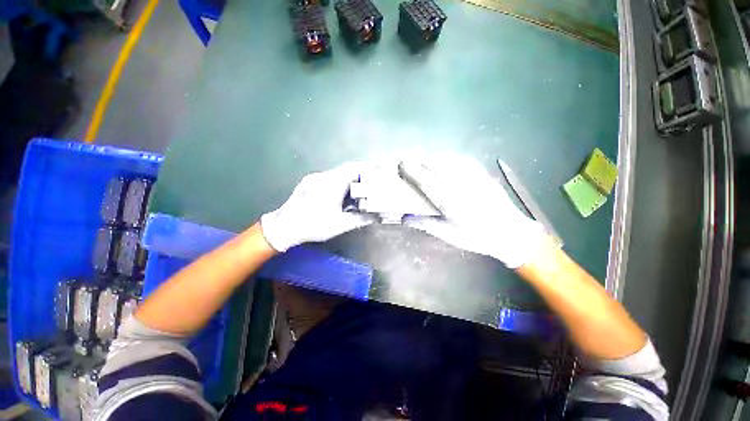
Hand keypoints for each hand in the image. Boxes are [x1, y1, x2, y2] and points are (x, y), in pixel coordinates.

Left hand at [261, 162, 376, 251]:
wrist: (283, 227)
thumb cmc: (313, 225)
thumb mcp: (339, 225)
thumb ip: (359, 219)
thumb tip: (375, 217)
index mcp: (331, 184)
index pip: (353, 168)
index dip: (367, 169)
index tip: (377, 174)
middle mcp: (322, 176)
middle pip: (346, 169)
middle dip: (361, 175)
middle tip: (372, 184)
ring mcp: (314, 178)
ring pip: (338, 173)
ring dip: (350, 179)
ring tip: (360, 190)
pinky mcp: (310, 182)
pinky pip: (330, 177)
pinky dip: (341, 182)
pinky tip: (343, 194)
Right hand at [399, 157, 548, 267]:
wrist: (510, 232)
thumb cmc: (476, 236)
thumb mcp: (449, 234)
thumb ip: (425, 224)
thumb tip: (404, 218)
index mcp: (449, 201)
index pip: (425, 180)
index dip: (411, 170)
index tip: (401, 164)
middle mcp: (459, 184)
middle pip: (434, 164)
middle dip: (418, 160)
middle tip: (407, 162)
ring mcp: (472, 176)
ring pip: (447, 159)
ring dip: (431, 158)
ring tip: (422, 161)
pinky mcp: (482, 173)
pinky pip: (460, 159)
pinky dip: (447, 158)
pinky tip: (443, 161)